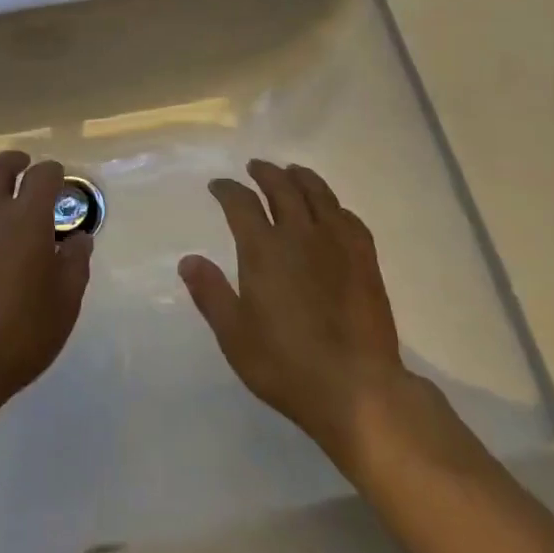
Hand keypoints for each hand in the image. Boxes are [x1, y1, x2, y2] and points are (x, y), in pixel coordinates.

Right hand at [179, 161, 415, 467]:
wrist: (355, 386)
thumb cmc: (286, 364)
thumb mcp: (235, 336)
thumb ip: (210, 293)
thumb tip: (188, 260)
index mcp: (263, 249)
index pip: (241, 203)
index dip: (227, 189)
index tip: (218, 185)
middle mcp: (299, 233)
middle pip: (281, 187)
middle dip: (265, 173)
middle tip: (255, 167)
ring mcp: (336, 242)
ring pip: (318, 193)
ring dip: (301, 177)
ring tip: (292, 172)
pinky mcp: (365, 257)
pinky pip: (348, 217)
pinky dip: (334, 205)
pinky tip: (332, 210)